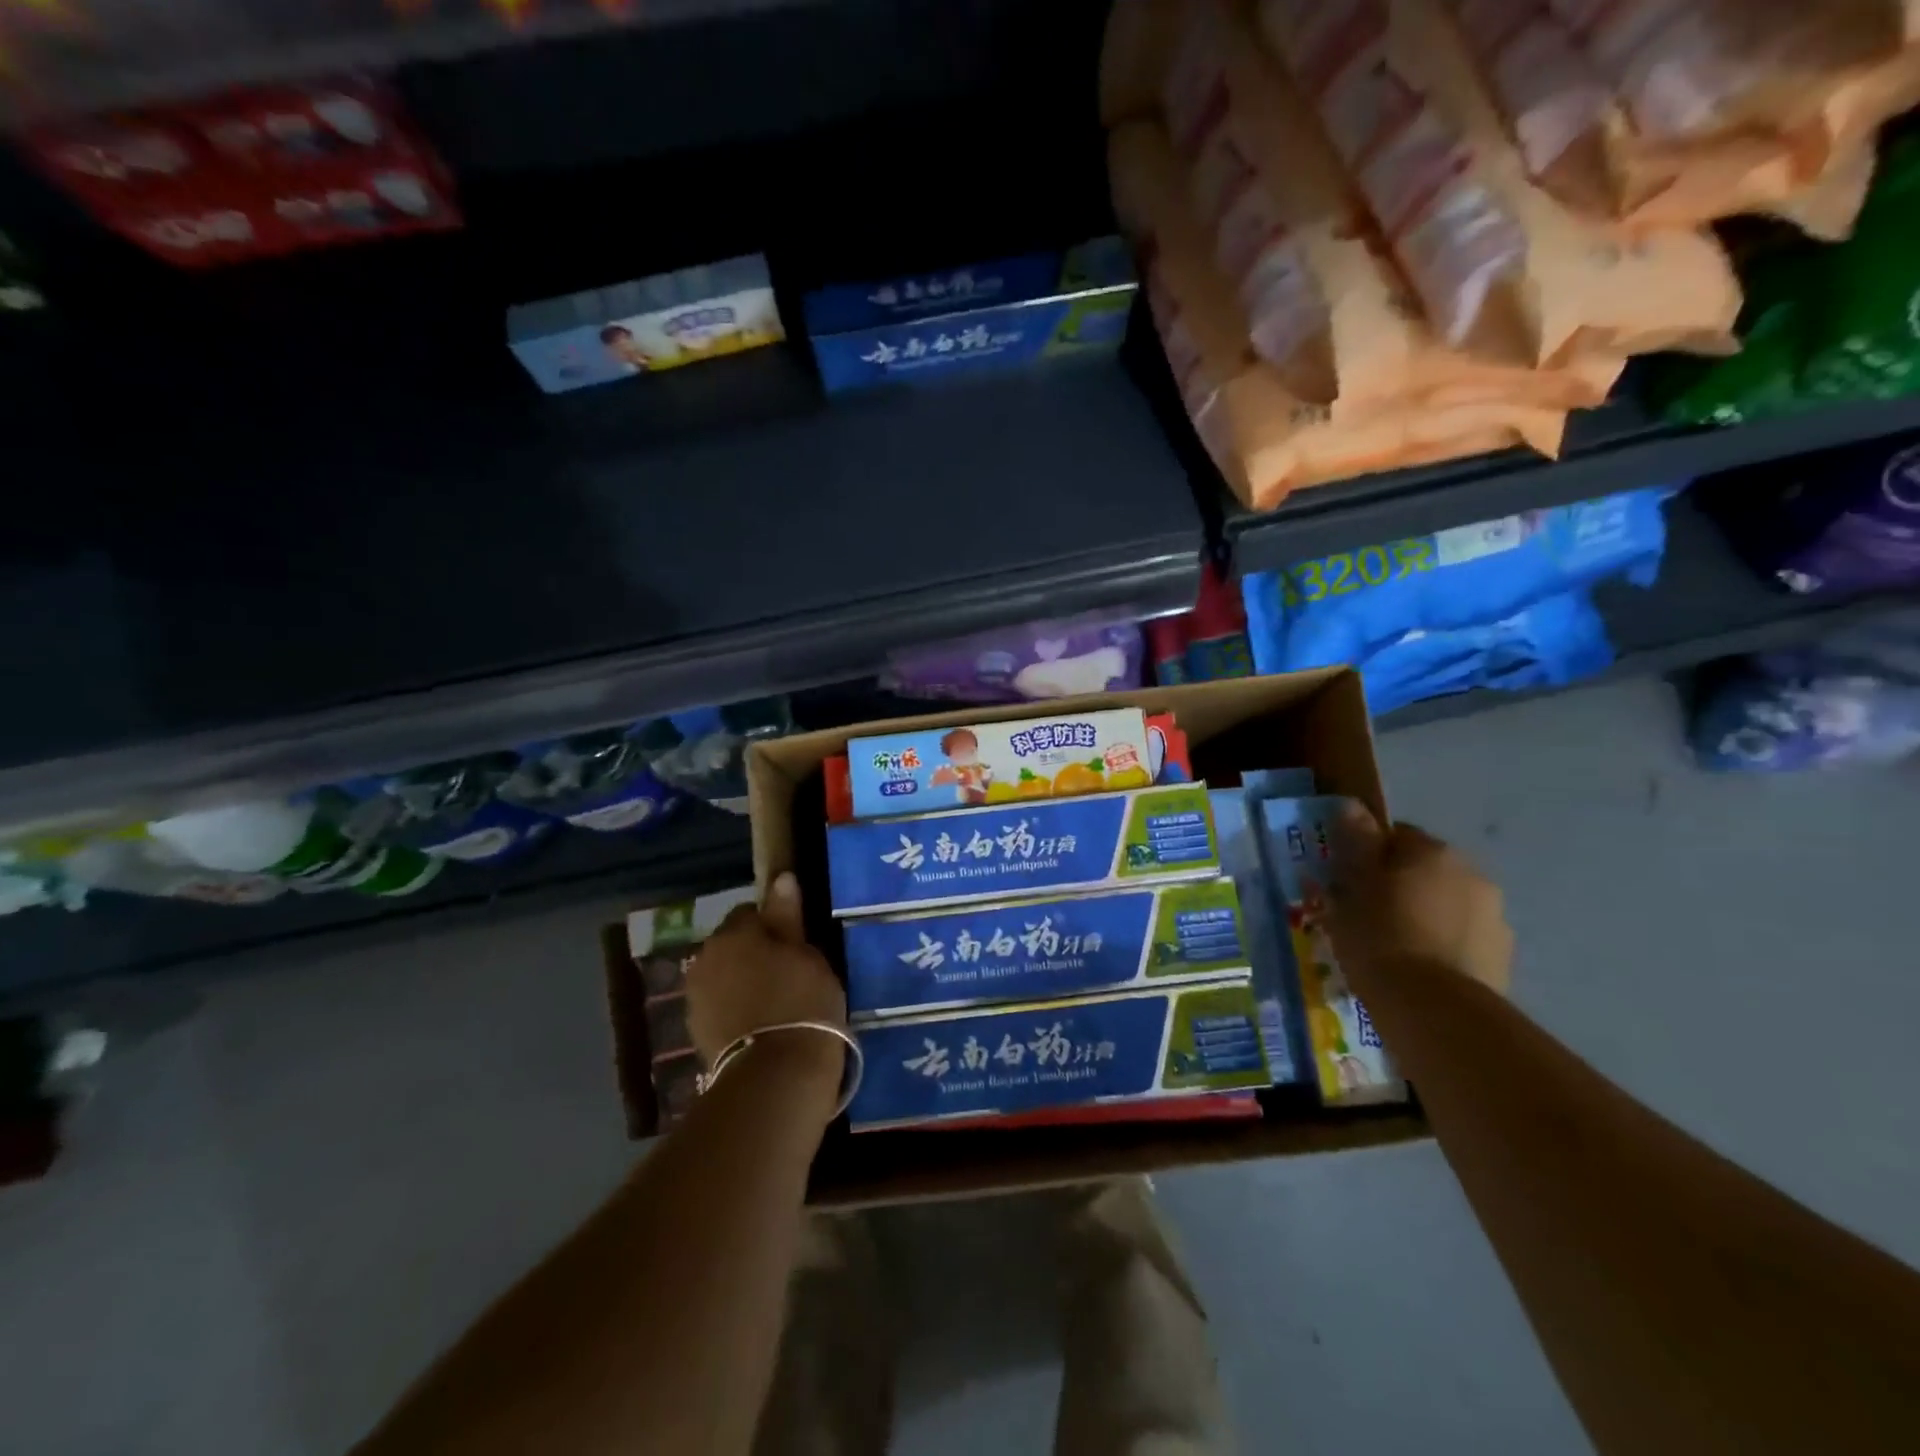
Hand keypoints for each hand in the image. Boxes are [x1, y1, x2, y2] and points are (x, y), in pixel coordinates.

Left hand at [686, 871, 847, 1071]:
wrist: (776, 1075)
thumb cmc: (801, 1002)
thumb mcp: (806, 953)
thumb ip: (787, 916)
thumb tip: (781, 878)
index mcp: (732, 933)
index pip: (750, 913)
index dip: (774, 925)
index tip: (795, 944)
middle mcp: (705, 958)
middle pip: (732, 944)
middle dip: (753, 953)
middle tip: (788, 972)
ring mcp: (696, 998)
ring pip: (724, 976)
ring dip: (742, 981)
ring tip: (775, 1002)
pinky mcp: (697, 1032)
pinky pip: (720, 1006)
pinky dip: (736, 1009)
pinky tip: (761, 1024)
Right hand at [1328, 810, 1513, 995]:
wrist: (1433, 1007)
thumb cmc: (1379, 936)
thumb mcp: (1352, 887)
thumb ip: (1357, 843)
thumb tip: (1352, 804)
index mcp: (1431, 851)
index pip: (1394, 836)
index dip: (1367, 857)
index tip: (1347, 883)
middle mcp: (1471, 873)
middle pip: (1424, 869)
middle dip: (1400, 886)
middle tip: (1366, 915)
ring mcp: (1493, 916)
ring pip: (1446, 904)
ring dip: (1424, 914)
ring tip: (1394, 947)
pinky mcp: (1502, 956)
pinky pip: (1462, 937)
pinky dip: (1443, 944)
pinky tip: (1419, 969)